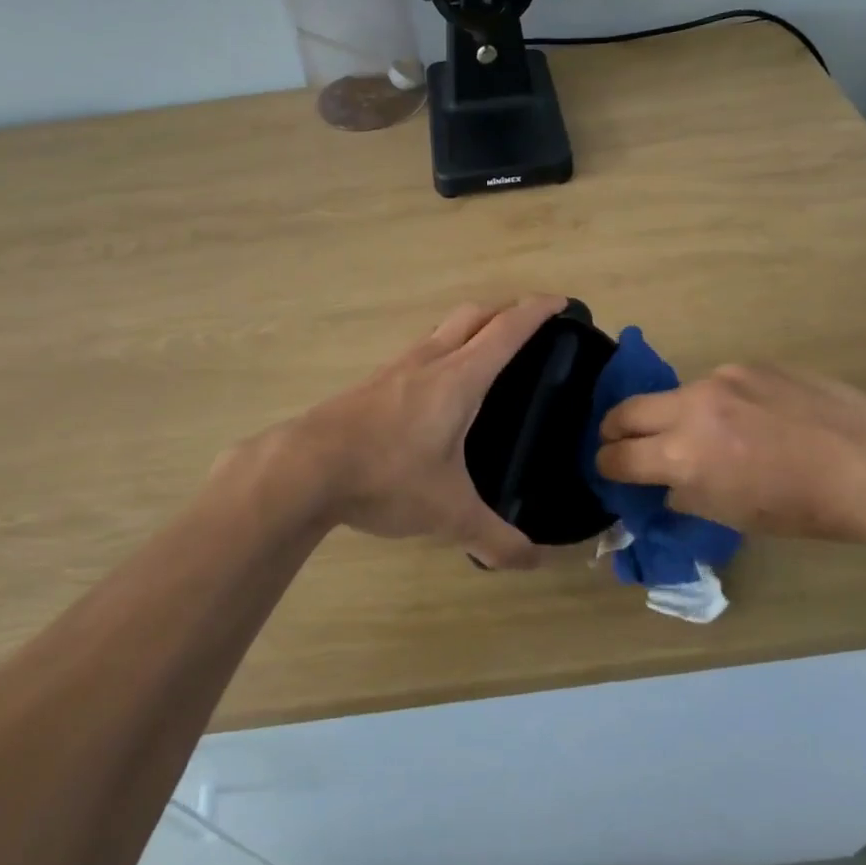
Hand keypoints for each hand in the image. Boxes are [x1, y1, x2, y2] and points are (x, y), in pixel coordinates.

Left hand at [250, 295, 567, 568]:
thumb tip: (533, 563)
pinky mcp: (371, 384)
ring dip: (469, 328)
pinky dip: (440, 351)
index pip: (507, 330)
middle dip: (505, 311)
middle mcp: (428, 361)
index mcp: (458, 378)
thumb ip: (495, 539)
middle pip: (473, 315)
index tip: (561, 301)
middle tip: (528, 327)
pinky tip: (436, 388)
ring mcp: (395, 368)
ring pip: (441, 330)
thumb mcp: (448, 513)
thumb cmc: (386, 477)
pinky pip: (417, 352)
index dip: (537, 311)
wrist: (304, 468)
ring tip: (486, 354)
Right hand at [595, 363, 865, 541]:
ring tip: (709, 435)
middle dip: (615, 431)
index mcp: (684, 455)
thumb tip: (662, 483)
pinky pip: (715, 384)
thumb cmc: (804, 508)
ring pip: (673, 396)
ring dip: (673, 416)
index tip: (611, 470)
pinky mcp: (748, 364)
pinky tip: (753, 419)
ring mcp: (720, 379)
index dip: (607, 466)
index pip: (617, 456)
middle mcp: (691, 407)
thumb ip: (684, 493)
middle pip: (624, 411)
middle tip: (625, 445)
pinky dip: (717, 404)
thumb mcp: (732, 516)